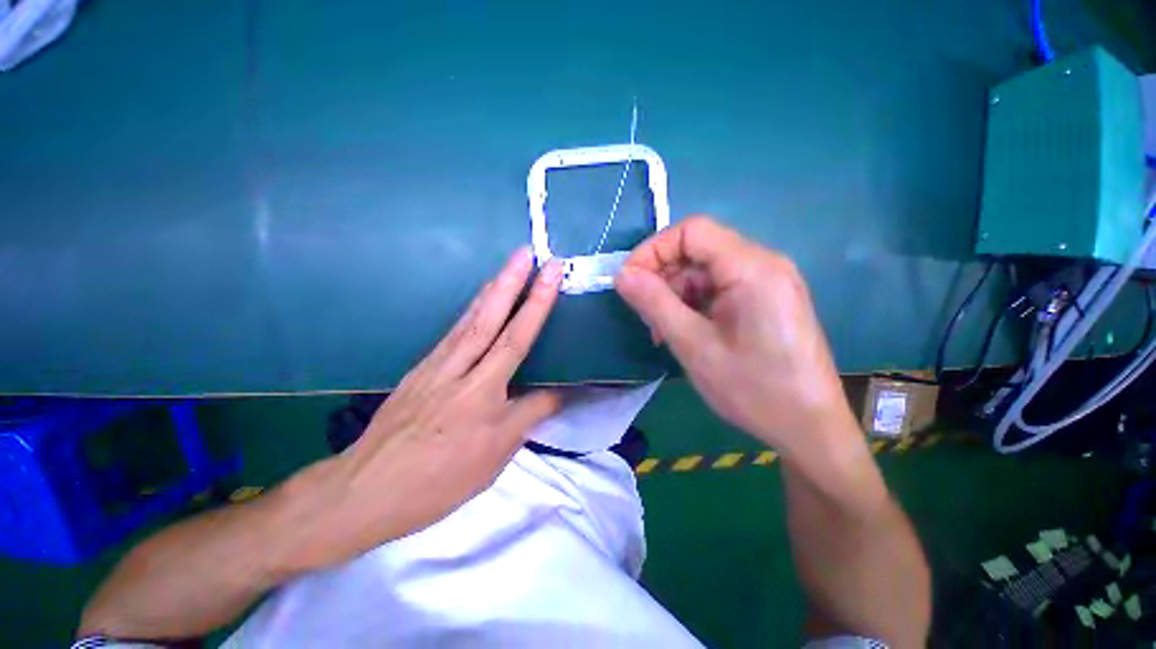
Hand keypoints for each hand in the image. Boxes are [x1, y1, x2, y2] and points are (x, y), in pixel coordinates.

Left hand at [278, 248, 563, 572]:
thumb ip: (532, 414)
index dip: (538, 304)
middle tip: (526, 251)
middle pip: (489, 317)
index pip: (517, 339)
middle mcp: (458, 369)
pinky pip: (453, 332)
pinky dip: (471, 311)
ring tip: (508, 266)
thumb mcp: (497, 454)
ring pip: (468, 319)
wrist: (367, 490)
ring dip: (491, 289)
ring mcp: (435, 365)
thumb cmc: (441, 479)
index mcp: (482, 392)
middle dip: (511, 281)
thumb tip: (560, 391)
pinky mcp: (421, 369)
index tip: (551, 273)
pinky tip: (480, 303)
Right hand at [615, 216, 855, 457]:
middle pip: (698, 250)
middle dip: (664, 277)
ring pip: (706, 271)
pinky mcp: (767, 299)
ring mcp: (769, 281)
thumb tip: (622, 275)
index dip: (653, 250)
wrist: (809, 429)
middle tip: (645, 315)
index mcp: (751, 267)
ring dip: (676, 294)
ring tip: (663, 331)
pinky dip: (695, 304)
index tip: (629, 281)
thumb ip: (654, 303)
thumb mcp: (693, 345)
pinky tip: (686, 331)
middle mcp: (764, 264)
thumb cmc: (752, 389)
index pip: (691, 231)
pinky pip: (720, 288)